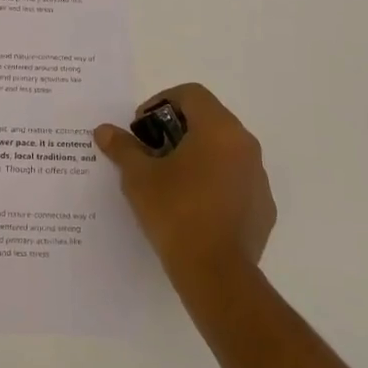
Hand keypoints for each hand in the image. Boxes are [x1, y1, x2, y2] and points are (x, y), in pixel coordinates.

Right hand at [94, 82, 275, 284]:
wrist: (216, 273)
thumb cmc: (175, 213)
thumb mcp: (139, 178)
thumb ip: (123, 148)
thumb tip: (104, 130)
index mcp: (218, 129)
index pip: (191, 94)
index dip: (161, 102)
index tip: (141, 128)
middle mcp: (245, 145)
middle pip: (210, 119)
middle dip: (177, 129)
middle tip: (151, 152)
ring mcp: (259, 176)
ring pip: (225, 151)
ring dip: (198, 155)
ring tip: (170, 181)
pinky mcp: (263, 206)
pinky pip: (237, 181)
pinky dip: (215, 182)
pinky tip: (194, 207)